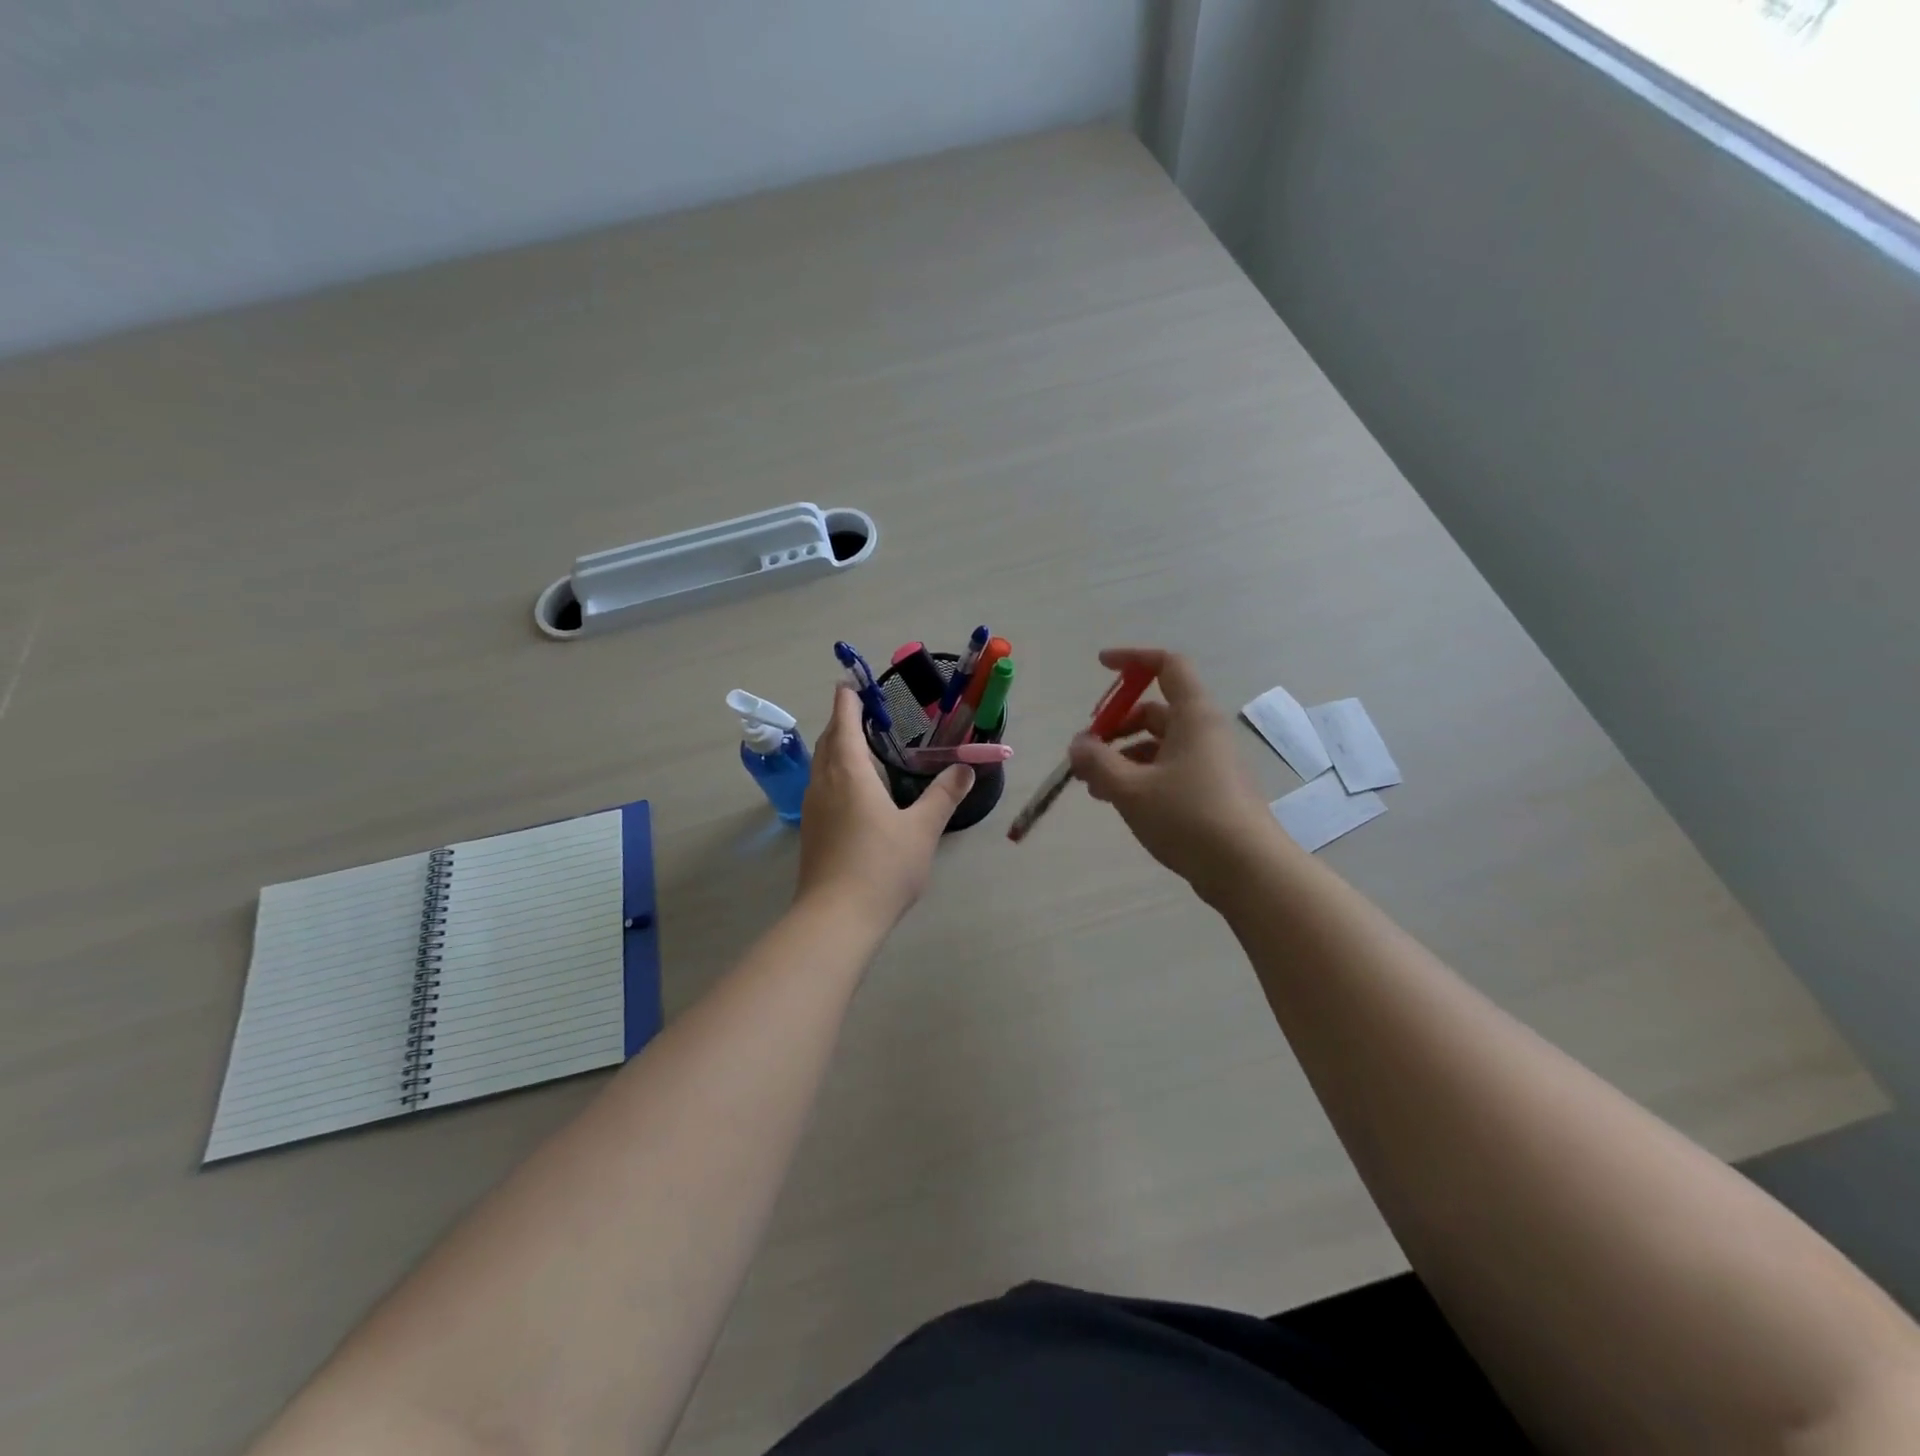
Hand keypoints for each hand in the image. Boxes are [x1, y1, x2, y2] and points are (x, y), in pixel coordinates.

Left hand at [796, 686, 974, 924]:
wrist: (836, 918)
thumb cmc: (881, 866)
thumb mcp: (922, 829)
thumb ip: (943, 796)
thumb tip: (965, 769)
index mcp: (849, 772)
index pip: (844, 722)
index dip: (848, 699)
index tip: (852, 682)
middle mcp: (824, 783)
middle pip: (828, 740)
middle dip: (842, 721)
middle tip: (865, 712)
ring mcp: (813, 808)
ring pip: (821, 764)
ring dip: (836, 747)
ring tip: (861, 745)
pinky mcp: (811, 830)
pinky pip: (821, 785)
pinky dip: (834, 771)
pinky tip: (853, 790)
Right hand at [1068, 648, 1283, 900]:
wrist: (1247, 870)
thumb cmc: (1188, 817)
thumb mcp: (1131, 789)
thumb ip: (1097, 762)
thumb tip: (1078, 745)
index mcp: (1193, 716)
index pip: (1167, 665)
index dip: (1133, 659)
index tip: (1101, 666)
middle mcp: (1204, 732)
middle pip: (1155, 710)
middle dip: (1115, 724)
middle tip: (1085, 750)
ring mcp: (1210, 763)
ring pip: (1158, 744)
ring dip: (1122, 756)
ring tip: (1091, 785)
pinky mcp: (1210, 791)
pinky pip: (1168, 769)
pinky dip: (1139, 776)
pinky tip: (1117, 801)